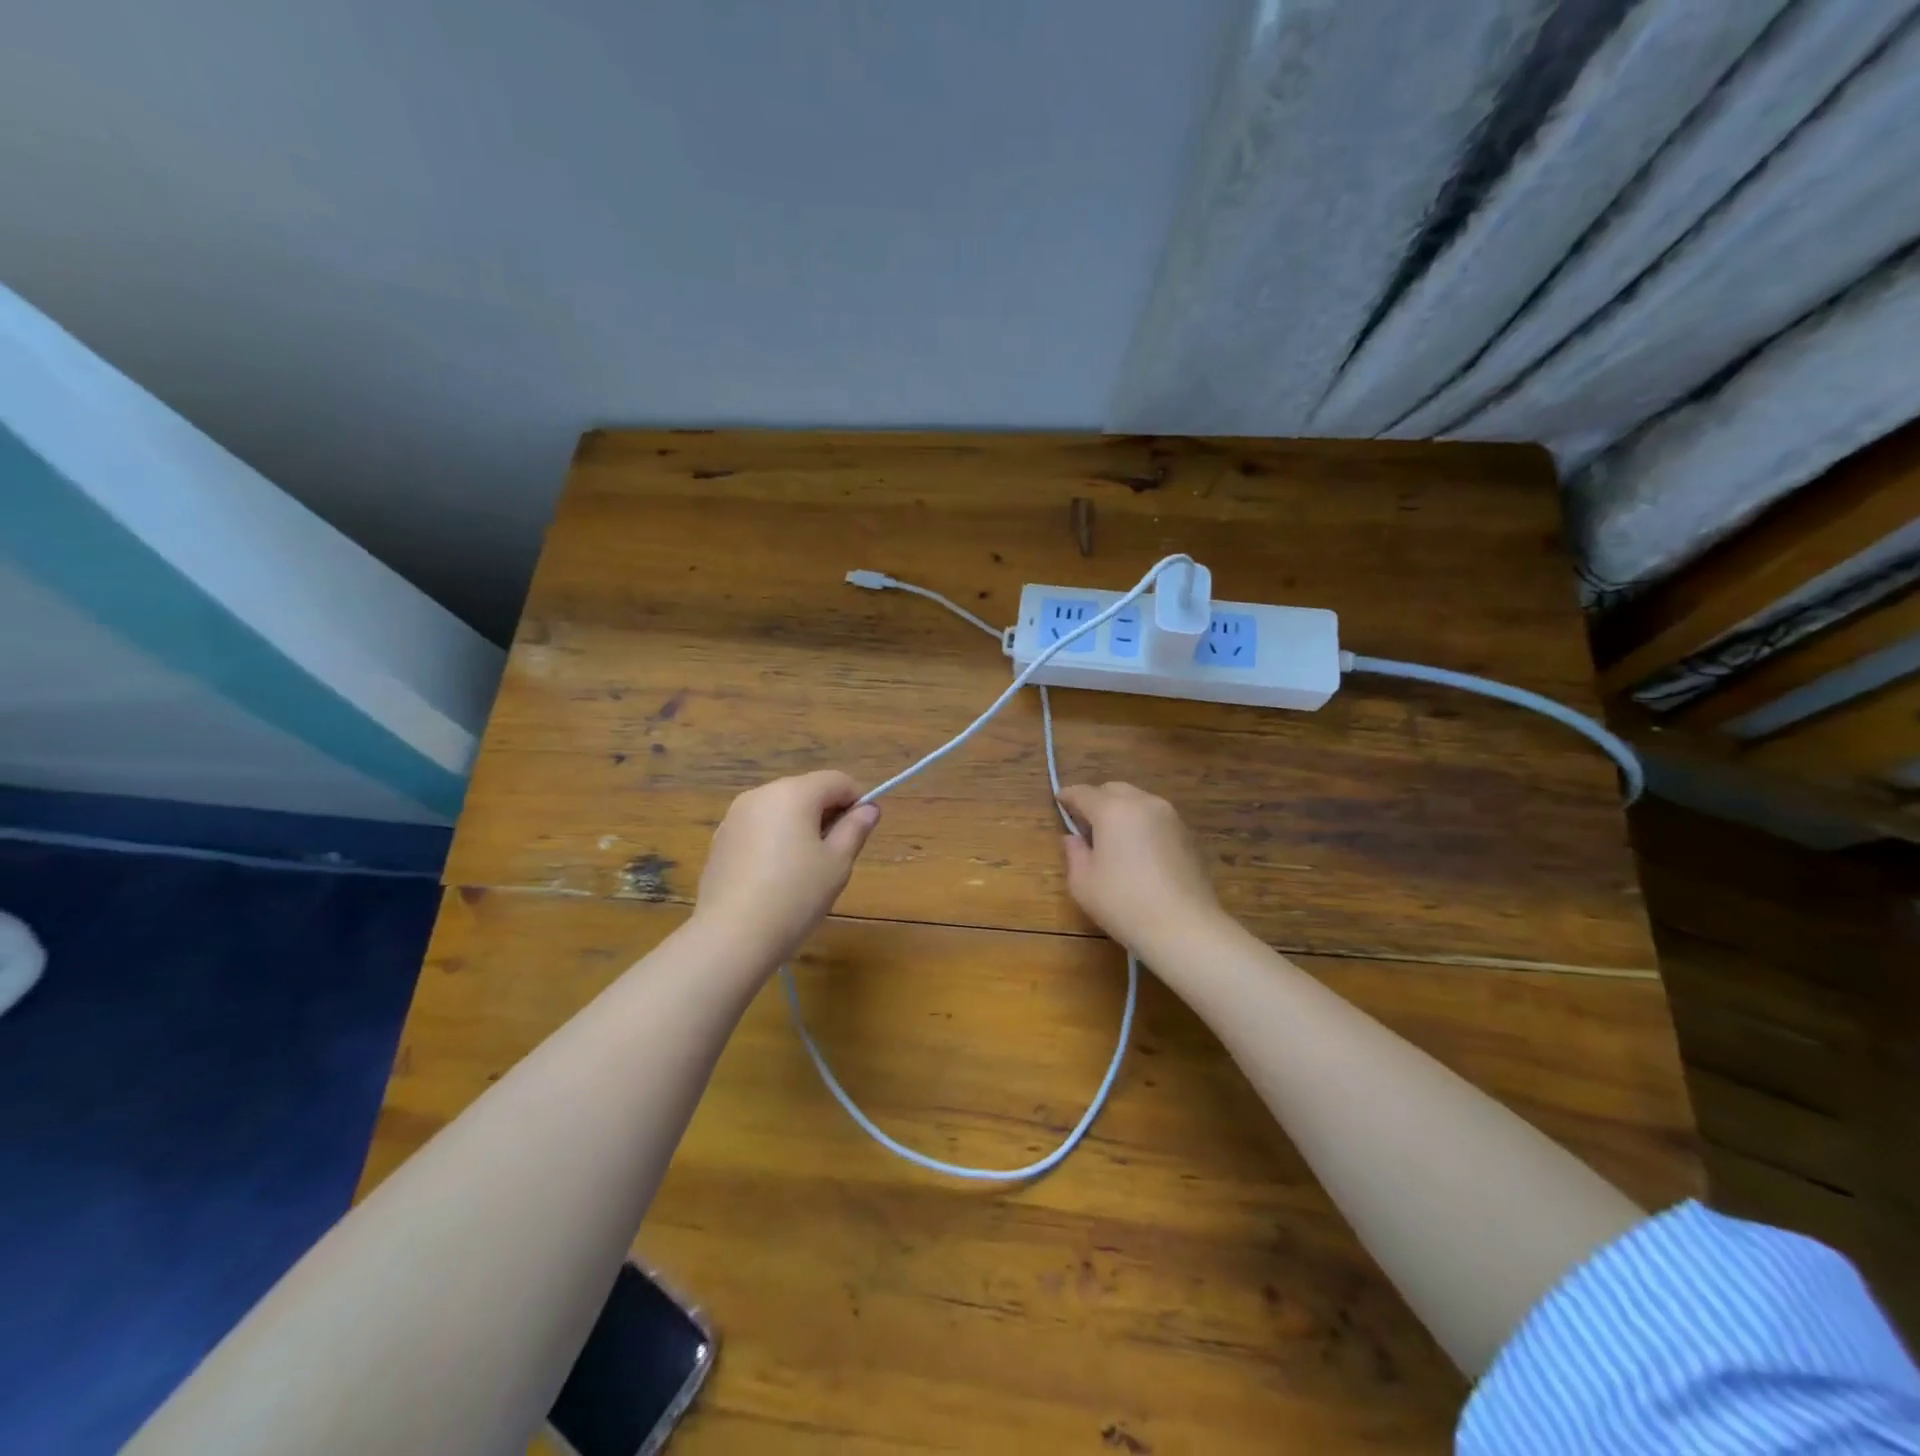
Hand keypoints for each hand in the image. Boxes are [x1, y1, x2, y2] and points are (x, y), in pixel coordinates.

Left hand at [693, 771, 880, 968]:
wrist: (731, 936)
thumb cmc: (795, 895)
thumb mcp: (837, 863)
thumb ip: (855, 829)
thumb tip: (869, 809)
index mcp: (793, 793)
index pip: (836, 780)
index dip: (857, 800)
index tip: (862, 830)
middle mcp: (761, 794)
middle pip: (806, 791)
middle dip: (827, 813)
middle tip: (837, 853)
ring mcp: (735, 817)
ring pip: (780, 809)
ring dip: (800, 826)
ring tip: (806, 868)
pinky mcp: (721, 840)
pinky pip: (758, 828)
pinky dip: (775, 840)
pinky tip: (776, 877)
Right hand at [1056, 782, 1224, 956]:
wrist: (1184, 927)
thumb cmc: (1124, 904)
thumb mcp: (1083, 883)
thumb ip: (1074, 853)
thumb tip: (1074, 838)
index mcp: (1113, 810)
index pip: (1083, 793)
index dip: (1068, 795)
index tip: (1059, 800)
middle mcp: (1143, 803)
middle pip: (1113, 790)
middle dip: (1096, 799)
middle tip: (1084, 822)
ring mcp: (1170, 817)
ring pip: (1138, 800)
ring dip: (1121, 810)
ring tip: (1112, 836)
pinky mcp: (1187, 834)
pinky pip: (1156, 818)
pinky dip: (1141, 823)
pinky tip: (1137, 849)